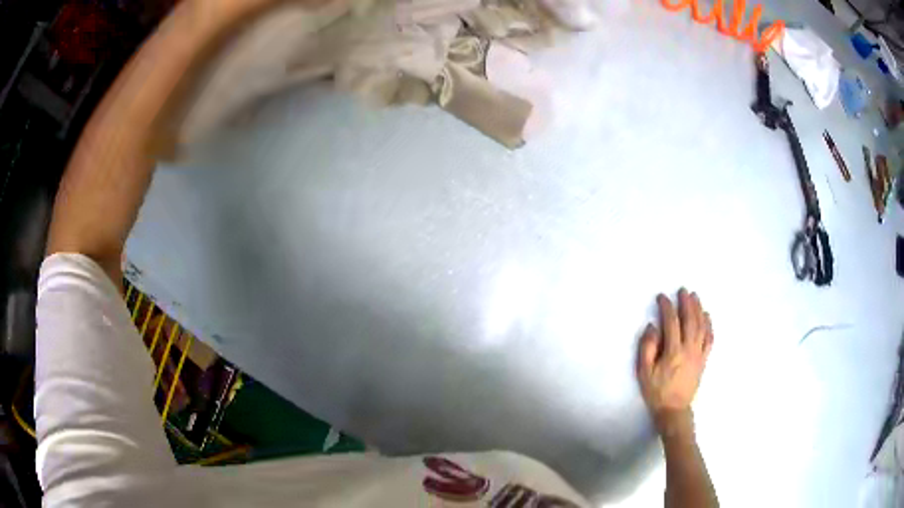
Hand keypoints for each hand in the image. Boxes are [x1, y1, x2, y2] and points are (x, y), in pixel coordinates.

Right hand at [637, 289, 712, 435]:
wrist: (674, 410)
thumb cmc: (656, 391)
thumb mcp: (644, 372)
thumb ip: (647, 348)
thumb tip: (653, 327)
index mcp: (673, 352)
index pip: (671, 323)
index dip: (667, 307)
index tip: (662, 297)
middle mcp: (689, 349)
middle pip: (690, 320)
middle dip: (686, 303)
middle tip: (683, 290)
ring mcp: (699, 354)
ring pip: (701, 326)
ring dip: (698, 309)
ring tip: (695, 297)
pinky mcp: (704, 359)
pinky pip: (709, 338)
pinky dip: (709, 325)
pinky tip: (706, 316)